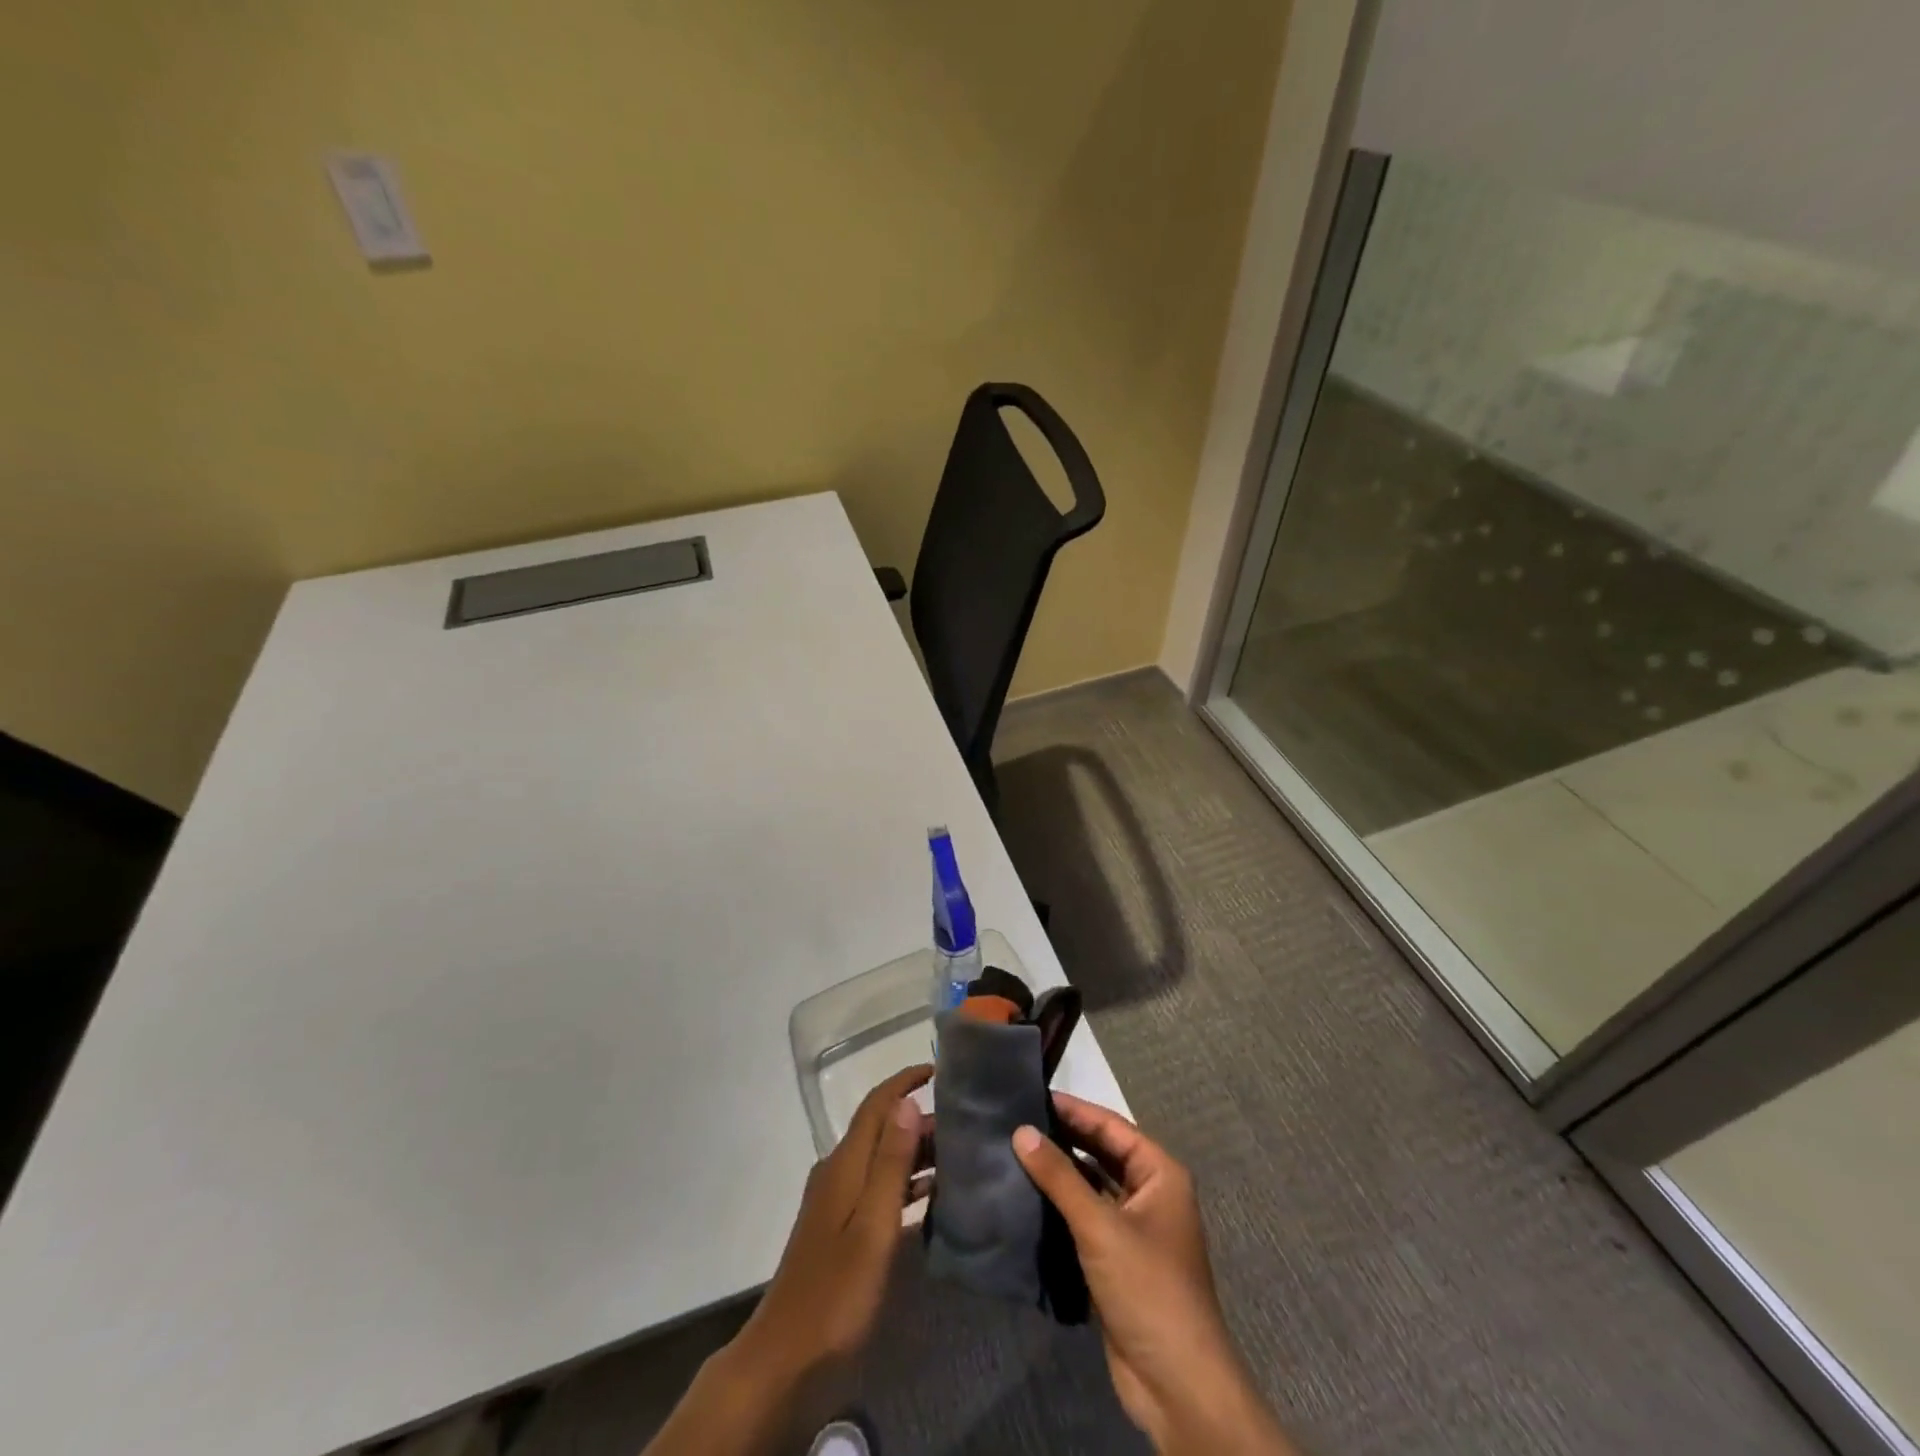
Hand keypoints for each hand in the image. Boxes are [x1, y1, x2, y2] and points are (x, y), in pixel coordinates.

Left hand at [644, 1067, 930, 1455]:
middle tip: (964, 1125)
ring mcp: (837, 1201)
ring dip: (915, 1152)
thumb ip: (891, 1163)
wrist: (785, 1357)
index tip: (938, 1070)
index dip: (904, 1081)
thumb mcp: (872, 1226)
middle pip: (881, 1130)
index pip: (877, 1105)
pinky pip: (878, 1189)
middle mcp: (838, 1172)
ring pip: (881, 1160)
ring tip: (958, 1156)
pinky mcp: (839, 1228)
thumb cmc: (836, 1292)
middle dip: (919, 1120)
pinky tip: (932, 1198)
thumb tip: (906, 1101)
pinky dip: (905, 1184)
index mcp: (845, 1164)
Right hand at [1012, 1094, 1296, 1454]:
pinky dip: (1061, 1208)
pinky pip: (1086, 1219)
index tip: (1031, 1096)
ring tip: (1014, 1153)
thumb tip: (1021, 1131)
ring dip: (1060, 1174)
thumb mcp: (1100, 1226)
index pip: (1110, 1126)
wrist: (1178, 1386)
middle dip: (1063, 1139)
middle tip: (1016, 1122)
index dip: (1073, 1109)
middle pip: (1101, 1154)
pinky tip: (1027, 1198)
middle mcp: (1151, 1194)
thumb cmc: (1148, 1290)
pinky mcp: (1119, 1261)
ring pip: (1092, 1187)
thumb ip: (1059, 1177)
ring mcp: (1135, 1229)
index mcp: (1160, 1174)